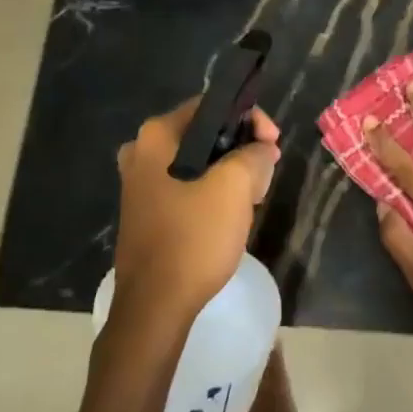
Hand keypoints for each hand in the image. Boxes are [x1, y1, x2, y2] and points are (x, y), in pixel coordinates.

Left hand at [112, 98, 279, 320]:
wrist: (155, 305)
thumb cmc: (194, 237)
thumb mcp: (236, 187)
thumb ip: (255, 154)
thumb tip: (262, 148)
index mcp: (156, 136)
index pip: (211, 106)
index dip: (249, 119)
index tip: (273, 145)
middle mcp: (141, 152)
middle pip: (205, 134)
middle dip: (241, 150)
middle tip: (265, 173)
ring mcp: (139, 184)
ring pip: (198, 163)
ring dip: (230, 174)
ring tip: (252, 198)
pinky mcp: (145, 212)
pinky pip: (186, 187)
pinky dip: (211, 193)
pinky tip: (229, 216)